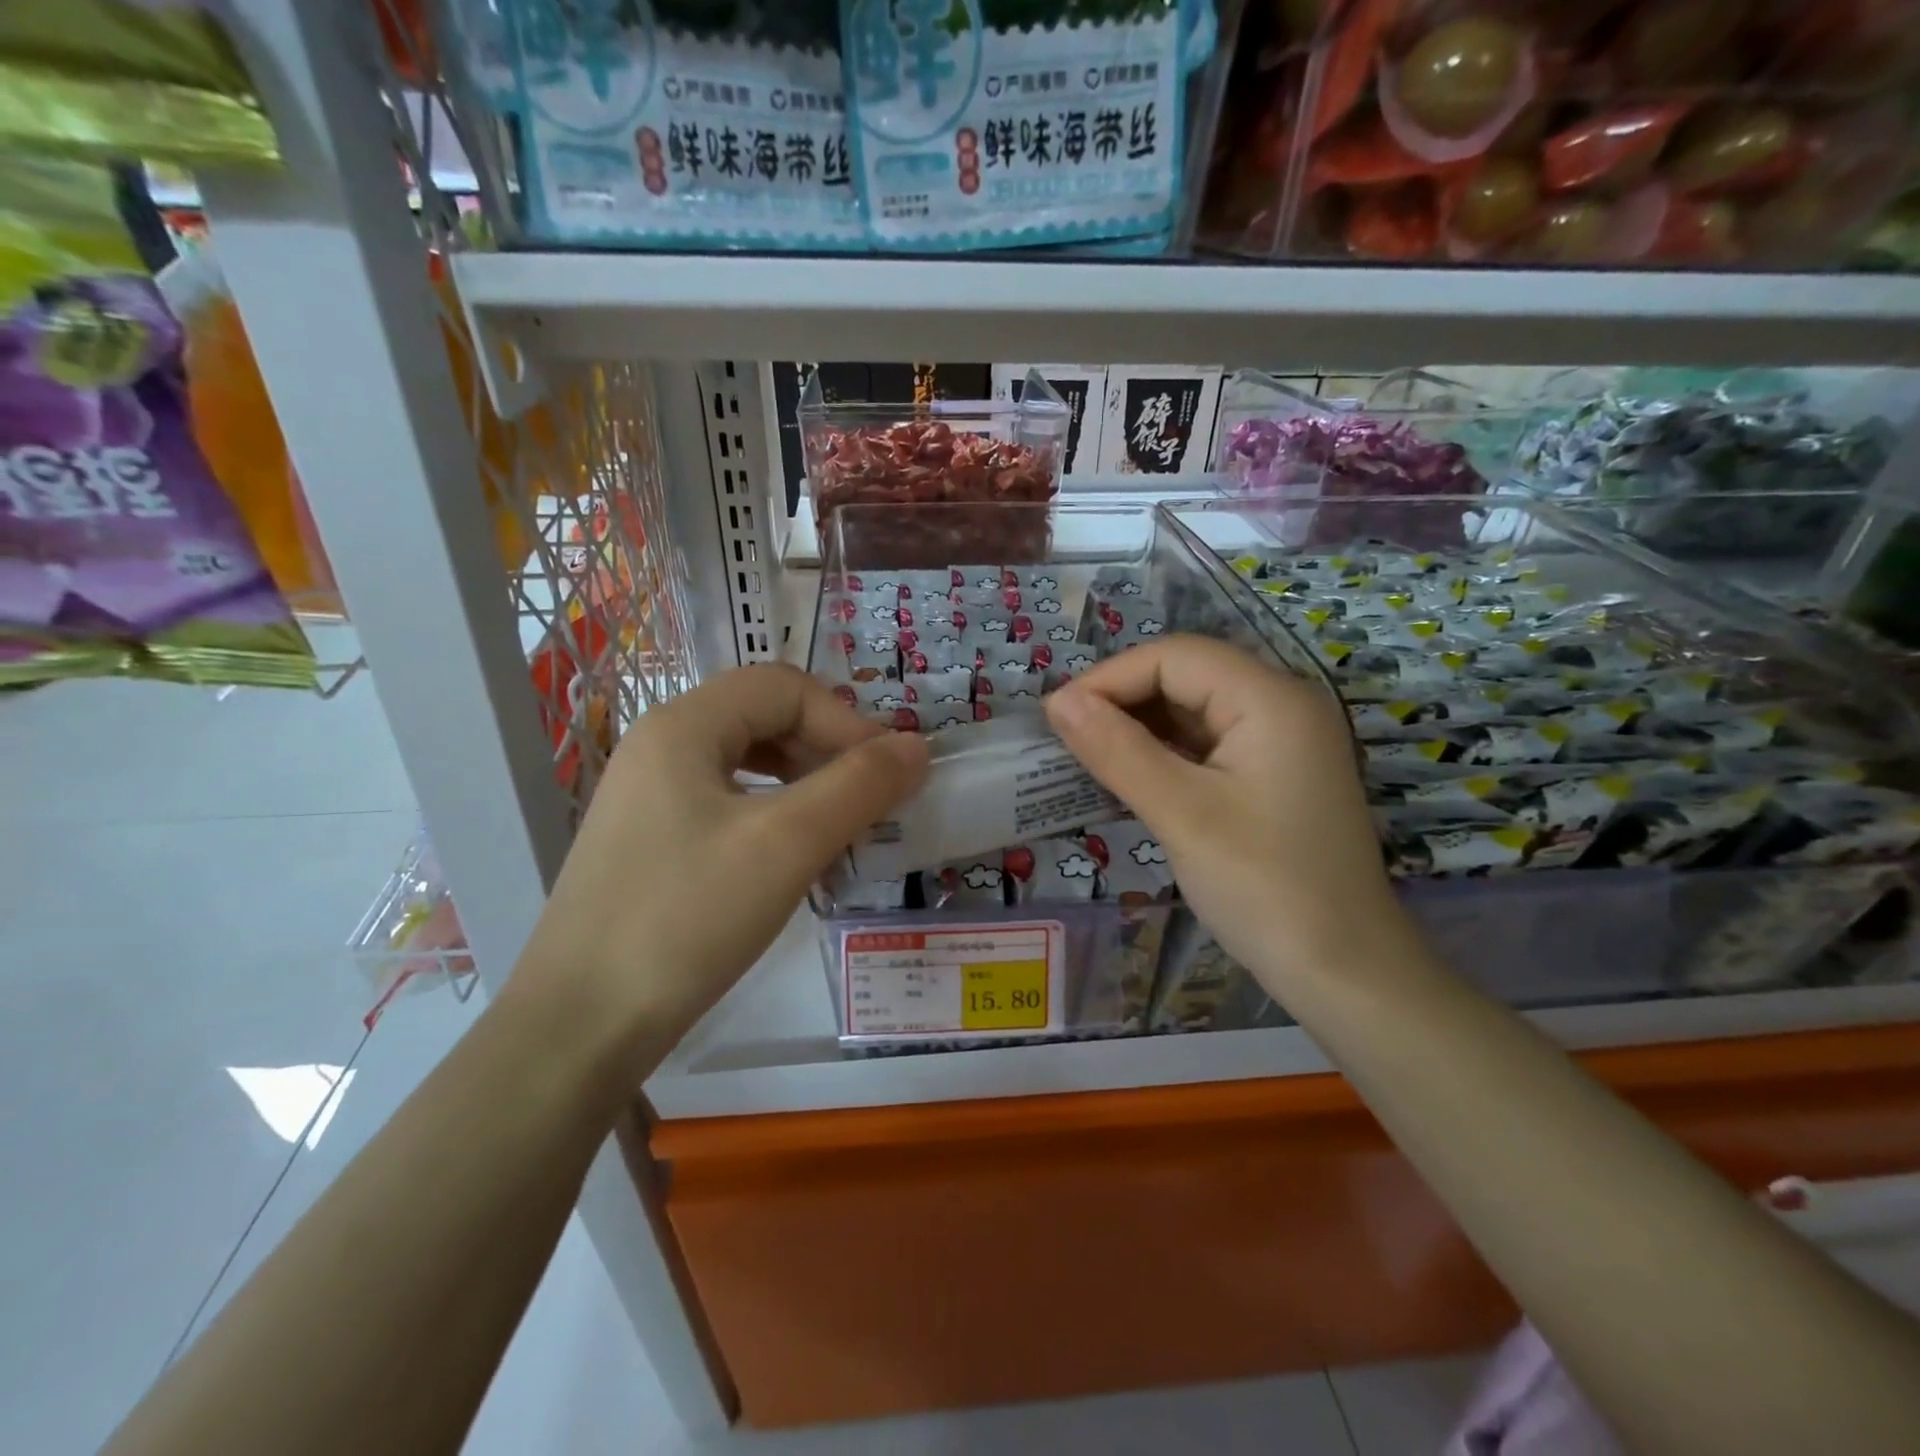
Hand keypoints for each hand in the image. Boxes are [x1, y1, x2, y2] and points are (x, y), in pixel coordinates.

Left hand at [518, 664, 929, 1060]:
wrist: (580, 1028)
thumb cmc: (686, 918)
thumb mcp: (787, 844)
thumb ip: (859, 786)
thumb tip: (918, 746)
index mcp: (683, 727)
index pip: (784, 687)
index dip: (846, 721)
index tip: (889, 775)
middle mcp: (660, 747)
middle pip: (763, 717)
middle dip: (827, 749)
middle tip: (870, 800)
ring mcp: (648, 797)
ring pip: (747, 763)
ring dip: (805, 782)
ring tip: (840, 826)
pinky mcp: (650, 842)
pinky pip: (726, 804)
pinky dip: (774, 815)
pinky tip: (793, 856)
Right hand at [1044, 635, 1406, 987]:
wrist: (1345, 971)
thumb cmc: (1264, 887)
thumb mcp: (1182, 814)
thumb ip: (1117, 750)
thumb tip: (1058, 701)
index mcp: (1270, 699)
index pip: (1175, 657)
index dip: (1109, 678)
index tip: (1055, 718)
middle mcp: (1282, 705)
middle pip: (1187, 676)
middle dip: (1122, 700)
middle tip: (1066, 739)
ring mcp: (1283, 742)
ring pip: (1195, 711)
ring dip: (1139, 727)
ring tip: (1087, 757)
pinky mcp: (1275, 776)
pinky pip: (1209, 745)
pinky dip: (1165, 754)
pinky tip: (1131, 777)